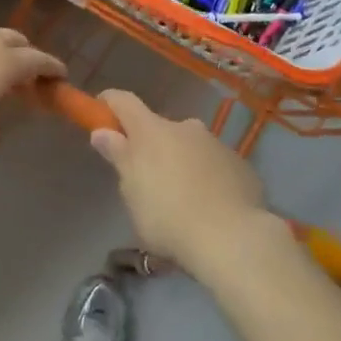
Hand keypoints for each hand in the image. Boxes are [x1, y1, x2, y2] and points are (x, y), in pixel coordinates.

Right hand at [90, 90, 274, 277]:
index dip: (108, 104)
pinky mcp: (241, 165)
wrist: (233, 239)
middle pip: (159, 128)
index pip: (123, 102)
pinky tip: (209, 207)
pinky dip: (206, 177)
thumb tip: (102, 131)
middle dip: (149, 146)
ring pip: (190, 146)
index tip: (99, 114)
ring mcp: (217, 144)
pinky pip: (214, 165)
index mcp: (152, 130)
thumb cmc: (168, 216)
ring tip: (181, 199)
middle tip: (145, 179)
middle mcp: (185, 127)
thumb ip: (118, 156)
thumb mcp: (132, 191)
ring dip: (180, 162)